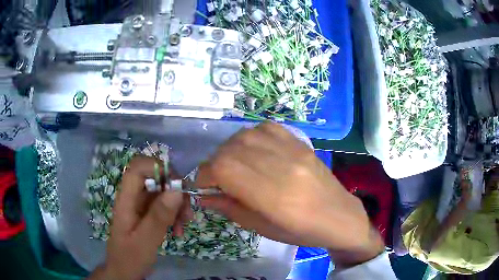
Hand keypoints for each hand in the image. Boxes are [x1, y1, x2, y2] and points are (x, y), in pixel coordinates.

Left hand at [89, 156, 191, 279]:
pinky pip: (164, 205)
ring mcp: (140, 205)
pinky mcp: (147, 213)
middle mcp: (133, 197)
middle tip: (187, 210)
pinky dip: (175, 214)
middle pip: (154, 178)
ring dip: (178, 204)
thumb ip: (159, 217)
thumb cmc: (130, 258)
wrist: (124, 272)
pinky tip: (179, 229)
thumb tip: (177, 190)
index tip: (178, 186)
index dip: (158, 168)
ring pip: (162, 191)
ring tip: (185, 224)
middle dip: (174, 190)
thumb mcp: (146, 241)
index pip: (138, 168)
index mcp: (126, 199)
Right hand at [196, 122, 384, 267]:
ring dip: (230, 150)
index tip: (202, 185)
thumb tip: (204, 196)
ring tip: (234, 165)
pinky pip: (265, 128)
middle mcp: (282, 166)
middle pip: (231, 150)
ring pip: (245, 136)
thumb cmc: (300, 231)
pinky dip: (250, 137)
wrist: (338, 215)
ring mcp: (293, 150)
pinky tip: (253, 151)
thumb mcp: (262, 228)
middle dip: (214, 163)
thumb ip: (230, 208)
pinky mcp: (300, 142)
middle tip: (217, 178)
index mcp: (273, 195)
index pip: (224, 169)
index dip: (204, 174)